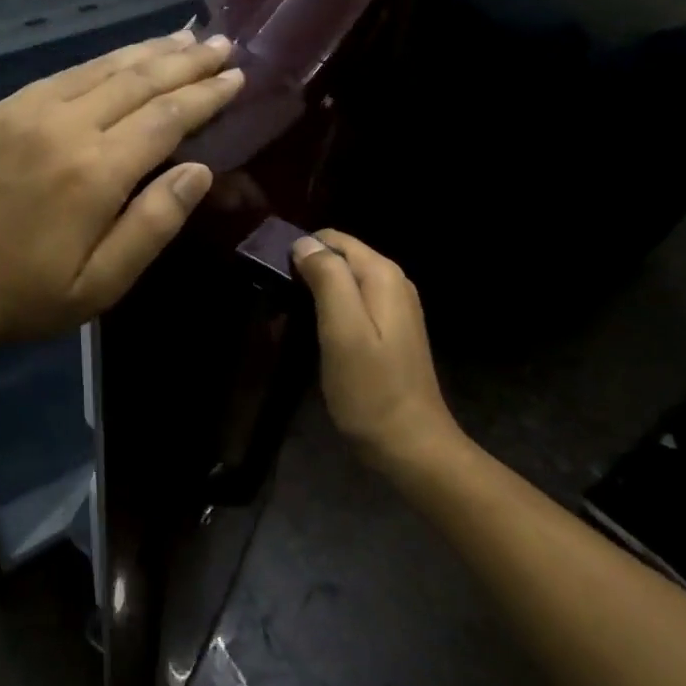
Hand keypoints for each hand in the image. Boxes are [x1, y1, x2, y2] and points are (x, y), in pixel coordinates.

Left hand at [0, 30, 243, 353]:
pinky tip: (123, 58)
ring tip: (185, 38)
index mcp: (95, 171)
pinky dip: (103, 62)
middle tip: (223, 43)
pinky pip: (65, 74)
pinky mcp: (1, 110)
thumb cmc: (27, 296)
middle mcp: (64, 126)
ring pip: (102, 68)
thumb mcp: (101, 283)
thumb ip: (154, 224)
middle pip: (139, 81)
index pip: (166, 117)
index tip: (237, 76)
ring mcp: (27, 111)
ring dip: (149, 51)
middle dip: (186, 61)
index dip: (206, 94)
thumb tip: (200, 170)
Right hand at [291, 230, 456, 467]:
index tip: (275, 281)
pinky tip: (312, 339)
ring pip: (342, 284)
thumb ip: (327, 279)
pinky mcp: (388, 333)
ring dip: (313, 298)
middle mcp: (392, 283)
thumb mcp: (342, 330)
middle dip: (305, 275)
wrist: (410, 446)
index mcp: (382, 275)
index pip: (333, 239)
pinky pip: (351, 307)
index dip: (300, 252)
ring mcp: (394, 309)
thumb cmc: (371, 389)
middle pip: (338, 259)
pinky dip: (328, 316)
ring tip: (287, 326)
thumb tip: (304, 243)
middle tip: (278, 309)